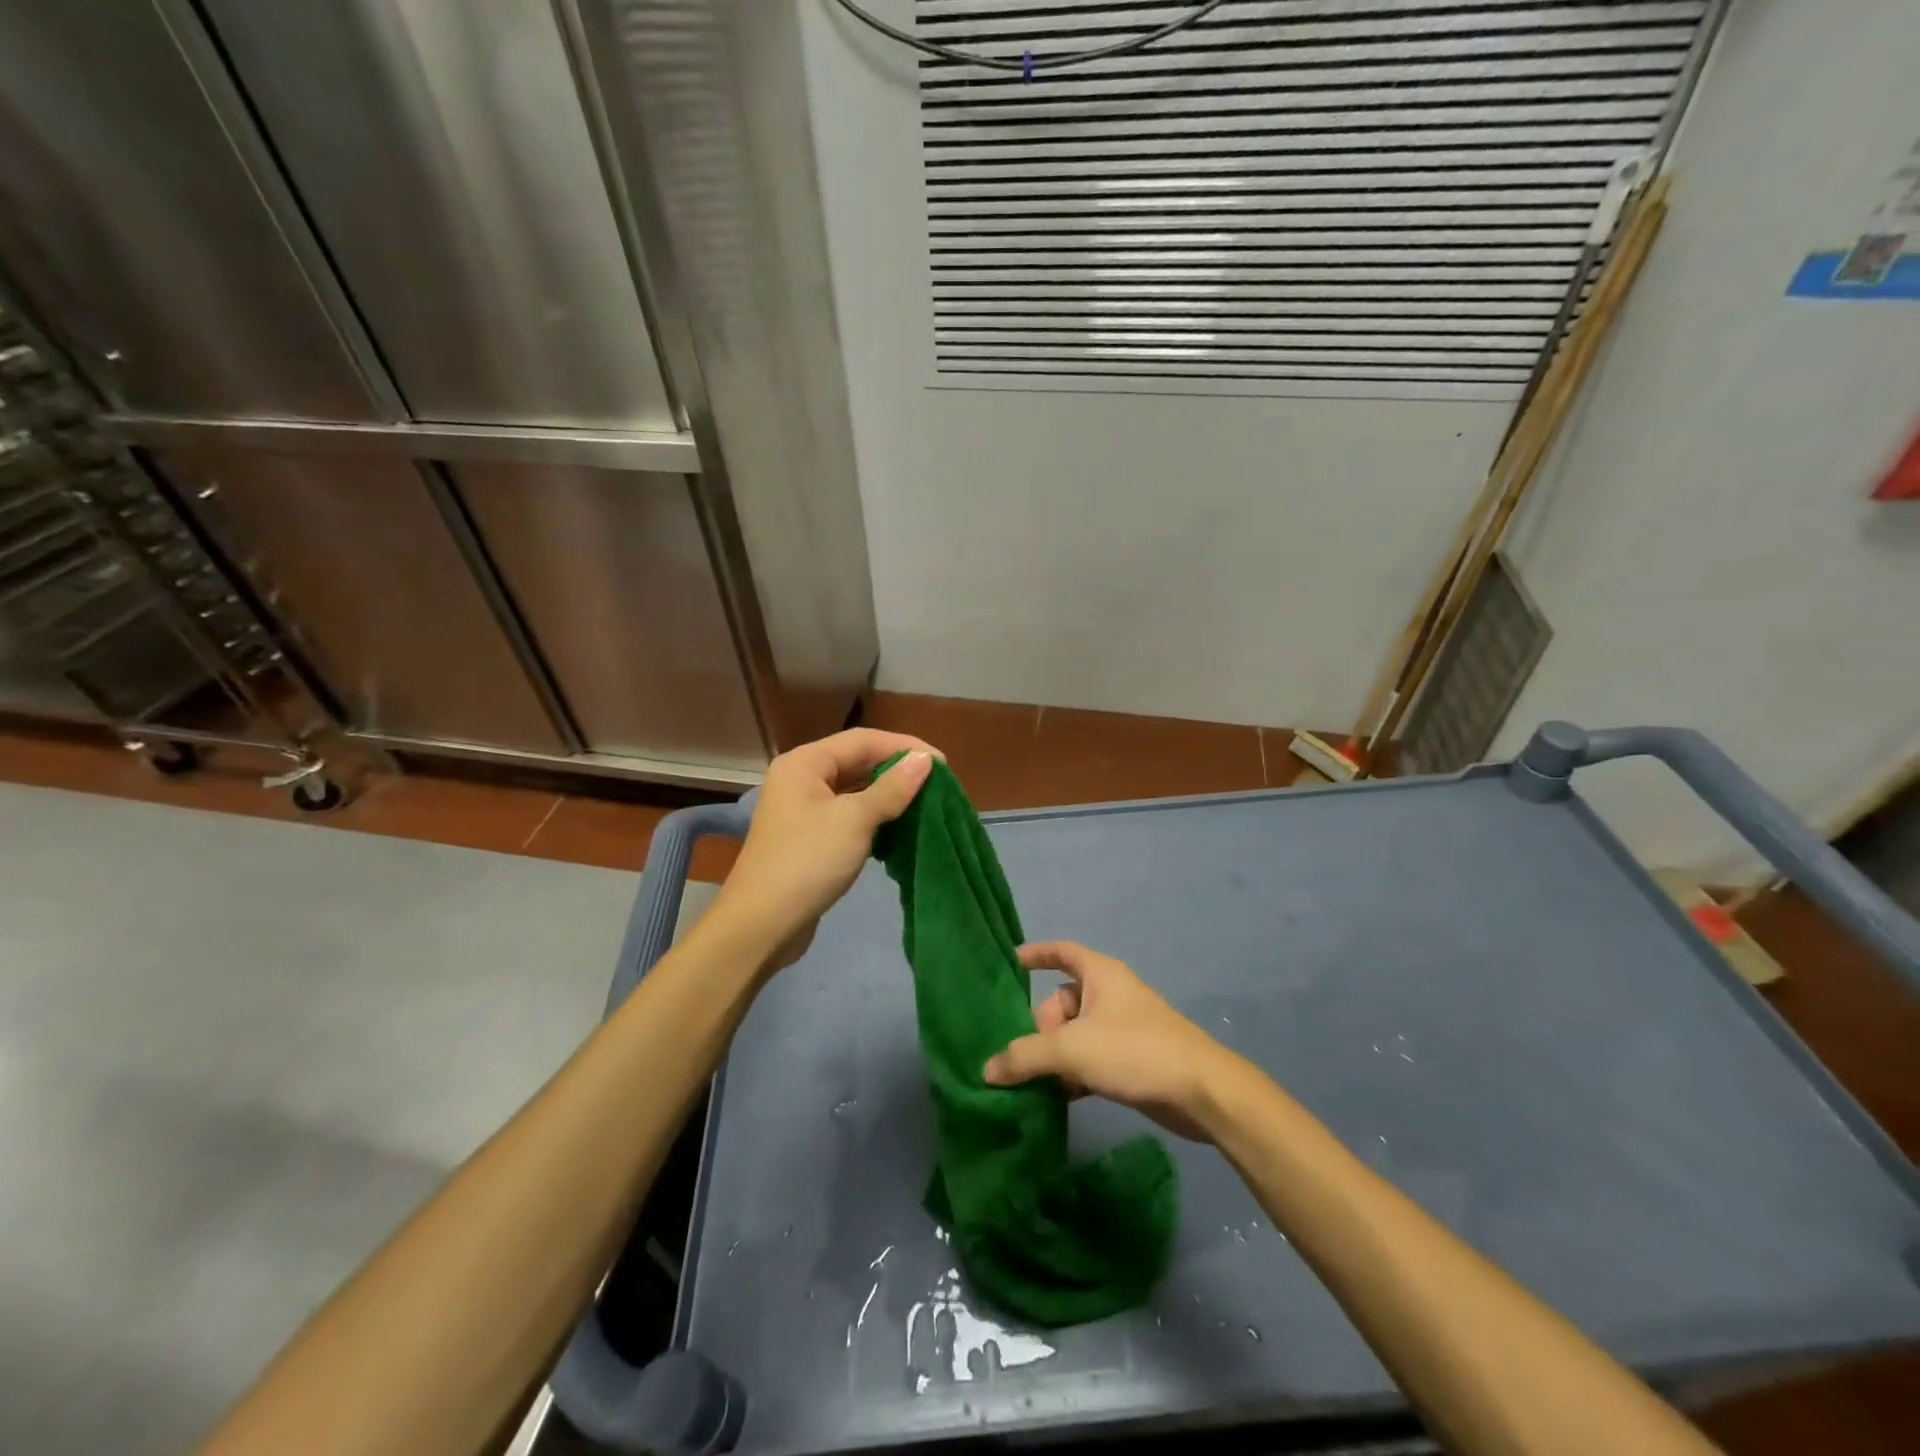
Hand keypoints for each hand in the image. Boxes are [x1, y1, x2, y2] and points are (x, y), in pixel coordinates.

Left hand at [714, 728, 937, 971]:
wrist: (762, 924)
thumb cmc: (808, 861)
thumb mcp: (855, 820)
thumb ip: (892, 788)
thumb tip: (924, 759)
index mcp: (805, 763)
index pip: (863, 740)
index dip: (905, 747)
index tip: (942, 764)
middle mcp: (801, 779)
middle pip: (857, 762)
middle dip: (897, 770)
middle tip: (937, 784)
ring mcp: (803, 810)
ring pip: (854, 791)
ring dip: (888, 795)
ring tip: (925, 803)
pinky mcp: (810, 838)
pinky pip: (848, 816)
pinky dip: (874, 818)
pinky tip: (899, 828)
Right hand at [983, 941, 1235, 1141]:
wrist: (1201, 1092)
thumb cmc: (1135, 1050)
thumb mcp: (1072, 1049)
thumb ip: (1025, 1057)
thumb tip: (988, 1070)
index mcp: (1100, 974)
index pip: (1062, 952)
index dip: (1036, 954)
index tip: (1010, 963)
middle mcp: (1110, 994)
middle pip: (1061, 1001)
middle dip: (1041, 1028)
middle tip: (1034, 1058)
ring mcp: (1122, 1027)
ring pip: (1074, 1034)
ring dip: (1055, 1056)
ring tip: (1040, 1083)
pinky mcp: (1131, 1059)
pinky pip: (1090, 1058)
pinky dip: (1074, 1073)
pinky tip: (1063, 1098)